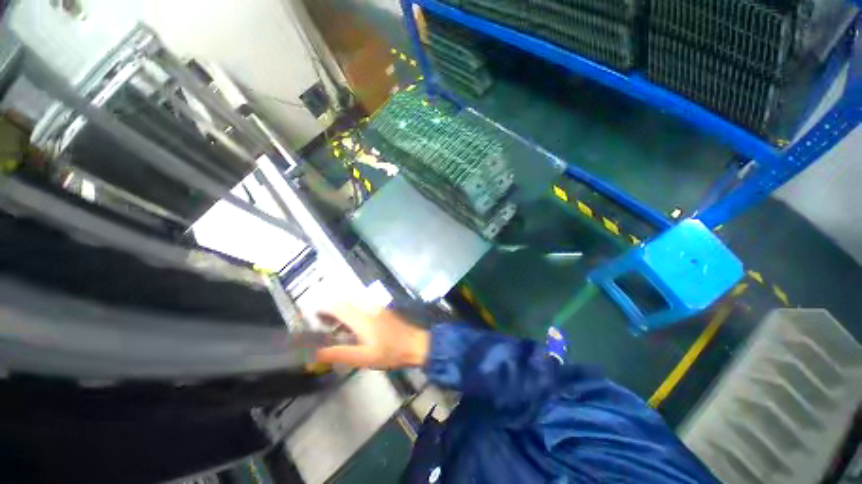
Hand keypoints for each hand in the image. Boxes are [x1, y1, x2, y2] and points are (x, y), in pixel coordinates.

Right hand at [315, 303, 429, 368]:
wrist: (416, 344)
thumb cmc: (390, 353)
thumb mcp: (364, 358)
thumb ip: (340, 353)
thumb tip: (316, 353)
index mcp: (362, 318)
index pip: (337, 306)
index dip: (322, 308)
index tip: (310, 315)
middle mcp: (369, 307)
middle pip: (345, 300)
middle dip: (330, 307)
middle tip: (320, 322)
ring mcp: (377, 307)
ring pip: (354, 301)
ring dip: (341, 308)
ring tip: (333, 324)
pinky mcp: (383, 310)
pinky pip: (363, 304)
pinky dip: (352, 309)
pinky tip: (352, 324)